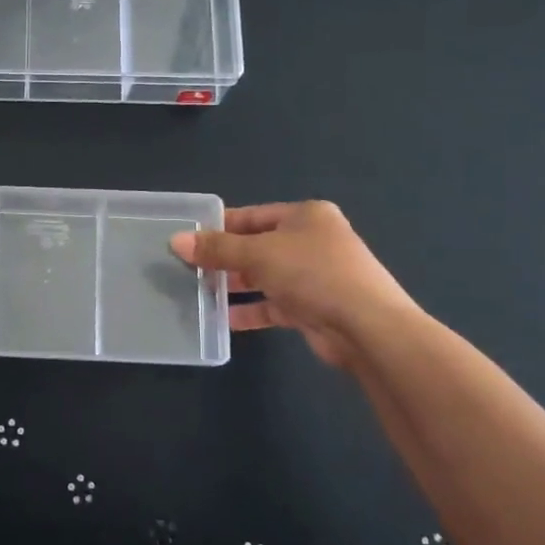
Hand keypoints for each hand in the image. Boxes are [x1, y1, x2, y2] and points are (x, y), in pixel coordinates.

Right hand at [171, 201, 419, 368]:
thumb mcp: (258, 255)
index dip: (219, 226)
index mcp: (305, 216)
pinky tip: (224, 319)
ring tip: (200, 293)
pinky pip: (274, 304)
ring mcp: (316, 276)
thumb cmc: (313, 274)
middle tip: (189, 268)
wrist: (368, 328)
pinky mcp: (315, 308)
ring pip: (265, 276)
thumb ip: (216, 249)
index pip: (252, 216)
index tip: (188, 238)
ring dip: (235, 286)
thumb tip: (176, 241)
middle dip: (224, 259)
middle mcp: (312, 241)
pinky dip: (251, 310)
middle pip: (257, 246)